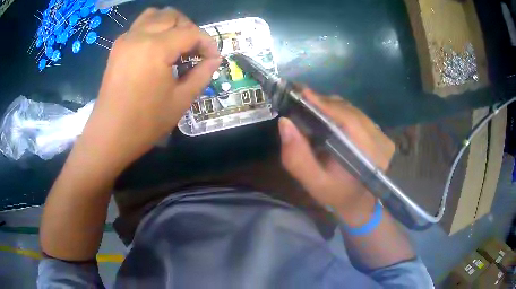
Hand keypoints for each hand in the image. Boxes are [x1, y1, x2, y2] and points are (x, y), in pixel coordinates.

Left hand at [80, 8, 220, 172]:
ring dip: (170, 24)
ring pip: (154, 15)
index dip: (207, 43)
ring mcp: (125, 39)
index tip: (212, 58)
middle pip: (172, 16)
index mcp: (156, 47)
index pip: (191, 32)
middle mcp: (139, 35)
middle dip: (189, 29)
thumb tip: (214, 59)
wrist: (109, 135)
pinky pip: (140, 26)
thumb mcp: (180, 100)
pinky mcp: (117, 47)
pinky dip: (153, 29)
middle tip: (194, 51)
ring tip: (175, 44)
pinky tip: (157, 49)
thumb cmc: (145, 123)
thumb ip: (202, 74)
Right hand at [278, 88, 394, 225]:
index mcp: (367, 155)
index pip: (347, 120)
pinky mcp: (381, 133)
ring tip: (312, 107)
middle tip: (301, 99)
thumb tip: (285, 123)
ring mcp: (383, 136)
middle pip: (349, 111)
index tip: (302, 93)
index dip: (324, 105)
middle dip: (324, 103)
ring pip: (353, 111)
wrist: (361, 203)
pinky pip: (357, 115)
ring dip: (331, 106)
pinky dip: (340, 111)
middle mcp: (380, 141)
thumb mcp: (314, 183)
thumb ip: (297, 157)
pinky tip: (328, 116)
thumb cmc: (337, 195)